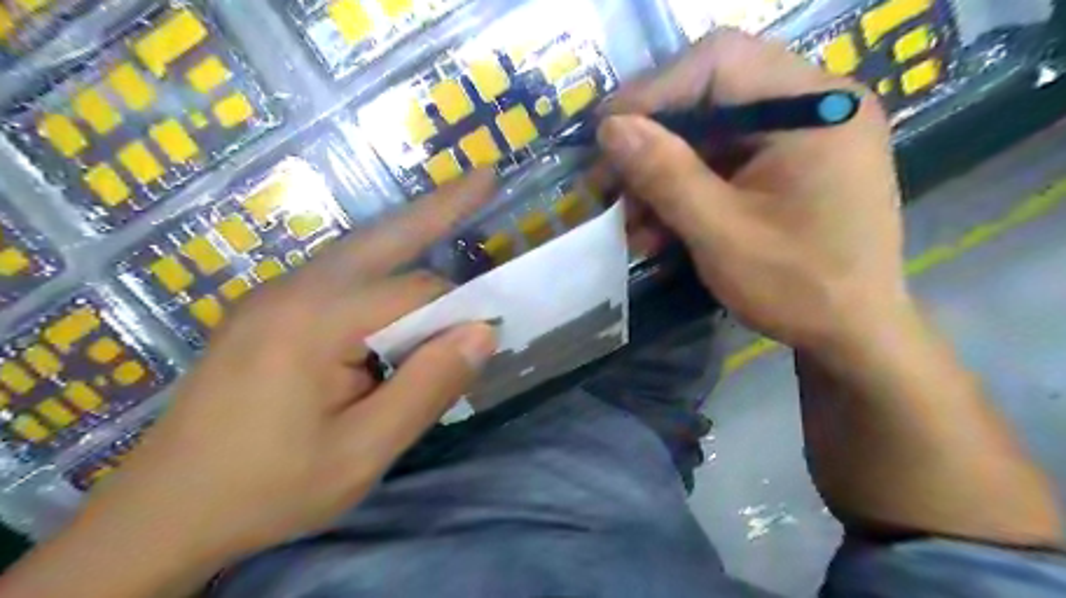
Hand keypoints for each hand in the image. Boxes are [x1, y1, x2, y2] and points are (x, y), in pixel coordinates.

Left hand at [42, 170, 503, 587]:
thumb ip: (428, 387)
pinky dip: (381, 263)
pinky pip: (338, 273)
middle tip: (484, 177)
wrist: (161, 514)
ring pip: (359, 250)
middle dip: (439, 207)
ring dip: (409, 231)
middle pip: (385, 237)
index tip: (485, 339)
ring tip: (454, 207)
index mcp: (317, 321)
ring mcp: (275, 295)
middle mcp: (295, 289)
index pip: (416, 292)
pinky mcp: (268, 310)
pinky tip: (399, 273)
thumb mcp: (363, 452)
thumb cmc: (269, 488)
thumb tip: (483, 332)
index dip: (459, 310)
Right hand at [599, 32, 906, 349]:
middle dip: (651, 143)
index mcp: (816, 107)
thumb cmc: (799, 287)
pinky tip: (654, 229)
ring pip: (709, 136)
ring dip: (661, 176)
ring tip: (625, 219)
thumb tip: (610, 127)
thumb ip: (665, 175)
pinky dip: (684, 192)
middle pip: (711, 97)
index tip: (605, 131)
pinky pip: (723, 164)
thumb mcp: (721, 233)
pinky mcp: (786, 167)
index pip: (721, 62)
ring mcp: (801, 137)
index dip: (653, 91)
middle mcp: (814, 106)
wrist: (854, 336)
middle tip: (605, 181)